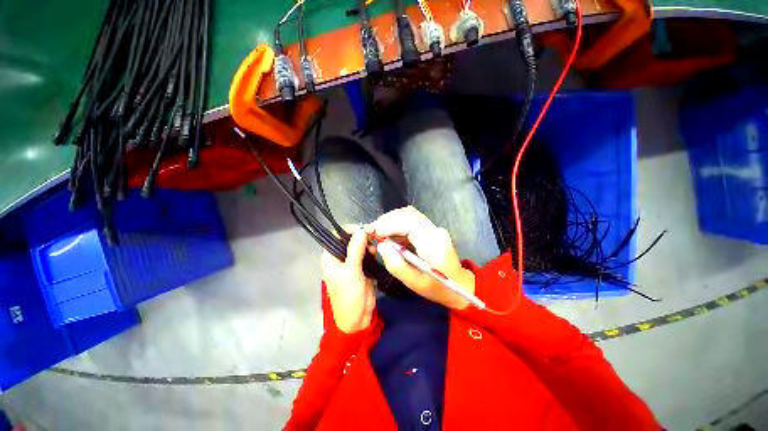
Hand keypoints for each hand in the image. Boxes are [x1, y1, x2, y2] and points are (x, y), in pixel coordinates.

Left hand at [322, 227, 376, 332]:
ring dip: (367, 243)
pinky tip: (375, 253)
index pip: (336, 235)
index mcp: (330, 257)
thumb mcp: (352, 272)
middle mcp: (339, 257)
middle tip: (372, 237)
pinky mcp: (361, 266)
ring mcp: (351, 261)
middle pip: (349, 239)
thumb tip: (361, 230)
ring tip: (374, 248)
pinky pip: (366, 253)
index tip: (362, 230)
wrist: (358, 317)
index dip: (348, 230)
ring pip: (359, 245)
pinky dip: (371, 251)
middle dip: (360, 236)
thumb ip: (355, 250)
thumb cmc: (349, 296)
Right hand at [366, 206, 475, 309]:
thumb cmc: (437, 287)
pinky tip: (388, 233)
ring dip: (391, 220)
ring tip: (377, 231)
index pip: (410, 224)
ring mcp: (434, 228)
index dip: (390, 225)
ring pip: (409, 214)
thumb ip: (397, 266)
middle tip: (371, 230)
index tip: (373, 232)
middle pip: (409, 214)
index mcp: (434, 244)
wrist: (459, 284)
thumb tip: (381, 246)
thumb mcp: (414, 283)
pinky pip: (411, 220)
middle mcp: (435, 231)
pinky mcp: (430, 228)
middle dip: (387, 220)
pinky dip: (397, 223)